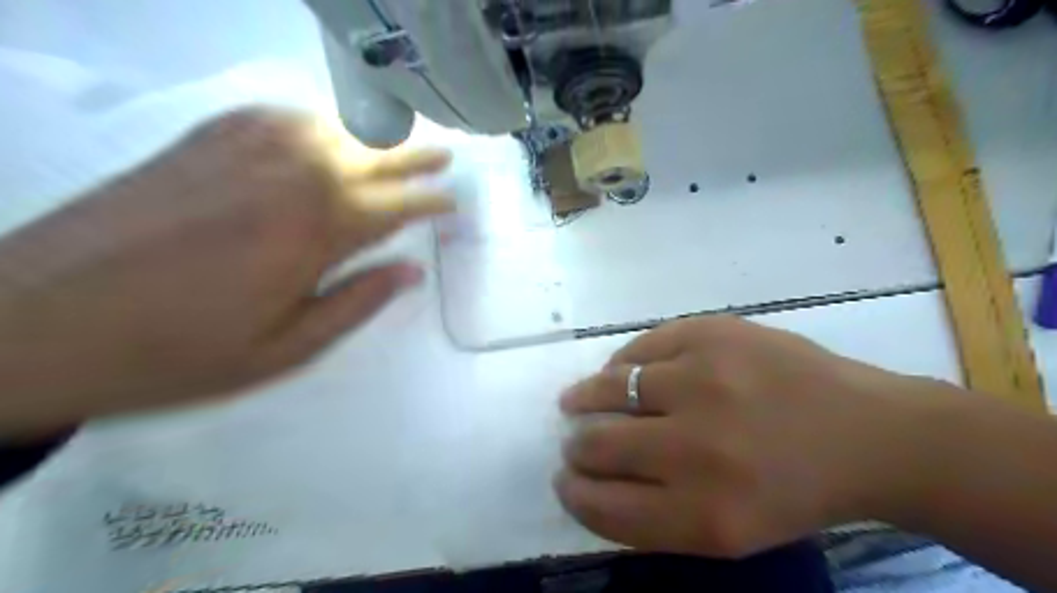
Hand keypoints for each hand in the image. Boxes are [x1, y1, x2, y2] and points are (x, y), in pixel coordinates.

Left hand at [0, 108, 449, 436]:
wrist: (35, 324)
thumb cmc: (178, 352)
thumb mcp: (285, 350)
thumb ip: (356, 303)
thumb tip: (411, 272)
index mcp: (314, 230)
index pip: (394, 206)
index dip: (429, 203)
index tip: (453, 203)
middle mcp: (288, 176)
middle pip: (370, 158)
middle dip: (414, 159)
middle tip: (445, 158)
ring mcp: (241, 151)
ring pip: (329, 130)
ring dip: (371, 139)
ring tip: (397, 145)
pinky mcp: (200, 142)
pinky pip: (276, 117)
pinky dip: (314, 122)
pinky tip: (323, 132)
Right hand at [557, 317, 925, 556]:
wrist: (866, 432)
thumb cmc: (794, 490)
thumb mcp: (728, 533)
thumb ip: (653, 516)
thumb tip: (590, 478)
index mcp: (705, 514)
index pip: (604, 506)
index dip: (574, 494)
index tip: (566, 480)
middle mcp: (697, 447)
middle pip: (599, 445)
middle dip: (577, 447)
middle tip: (576, 442)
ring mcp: (704, 379)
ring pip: (608, 387)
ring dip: (586, 397)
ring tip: (579, 399)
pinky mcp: (711, 333)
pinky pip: (639, 348)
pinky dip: (621, 364)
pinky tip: (623, 372)